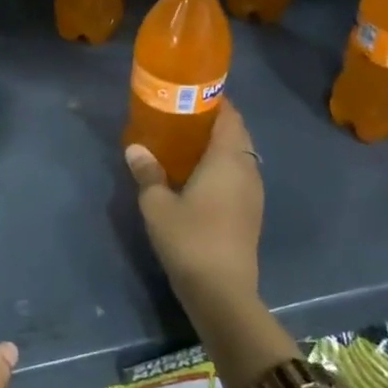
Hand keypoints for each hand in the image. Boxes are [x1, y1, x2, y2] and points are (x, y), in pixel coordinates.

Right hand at [124, 101, 264, 312]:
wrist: (222, 292)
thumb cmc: (189, 239)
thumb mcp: (157, 204)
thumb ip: (147, 173)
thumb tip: (135, 148)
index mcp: (228, 160)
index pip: (230, 117)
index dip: (215, 101)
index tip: (191, 94)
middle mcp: (247, 170)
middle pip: (237, 135)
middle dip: (214, 123)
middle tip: (181, 118)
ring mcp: (252, 194)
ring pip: (239, 157)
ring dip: (218, 147)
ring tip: (186, 144)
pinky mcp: (250, 214)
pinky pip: (238, 177)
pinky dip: (221, 168)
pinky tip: (197, 177)